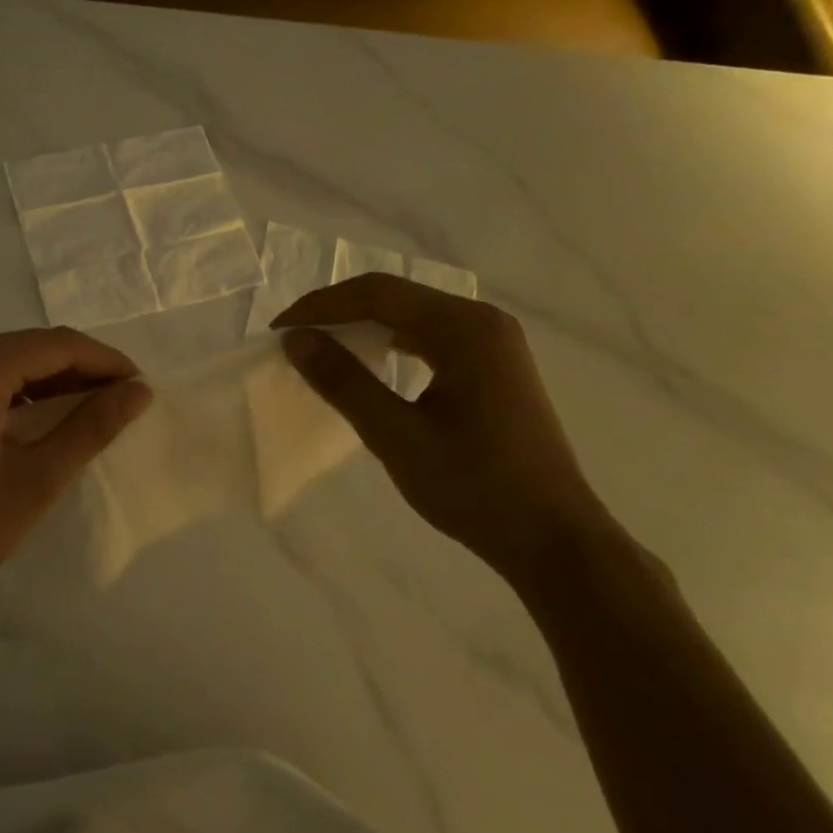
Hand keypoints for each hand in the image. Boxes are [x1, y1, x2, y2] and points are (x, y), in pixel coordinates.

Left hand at [0, 328, 152, 627]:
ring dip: (49, 380)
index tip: (141, 385)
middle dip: (79, 369)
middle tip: (124, 397)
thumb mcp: (38, 479)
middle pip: (27, 348)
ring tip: (94, 406)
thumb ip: (91, 426)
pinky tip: (46, 414)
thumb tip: (139, 391)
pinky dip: (17, 392)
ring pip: (5, 361)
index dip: (104, 360)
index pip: (53, 346)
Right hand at [274, 274, 615, 583]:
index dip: (321, 306)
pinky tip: (371, 363)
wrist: (553, 538)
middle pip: (397, 296)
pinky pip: (431, 338)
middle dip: (339, 311)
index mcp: (465, 328)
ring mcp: (494, 343)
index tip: (278, 330)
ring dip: (364, 325)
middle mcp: (483, 321)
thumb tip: (295, 339)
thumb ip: (344, 382)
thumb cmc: (475, 488)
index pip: (378, 294)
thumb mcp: (397, 436)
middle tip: (294, 337)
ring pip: (413, 315)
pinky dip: (392, 343)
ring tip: (322, 346)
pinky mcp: (495, 366)